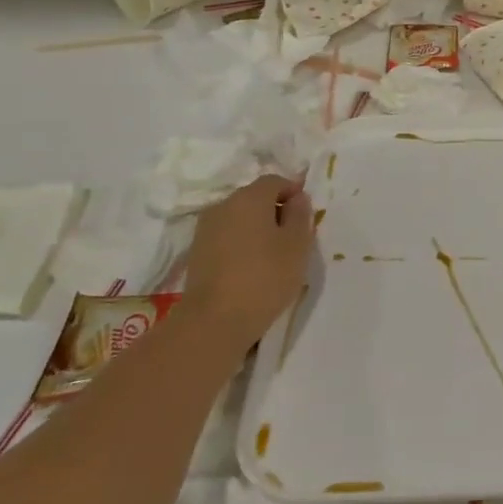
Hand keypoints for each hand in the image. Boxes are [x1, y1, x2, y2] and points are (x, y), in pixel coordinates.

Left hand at [184, 175, 312, 349]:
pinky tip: (251, 267)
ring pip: (239, 218)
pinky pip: (227, 236)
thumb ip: (300, 215)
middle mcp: (223, 205)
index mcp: (249, 197)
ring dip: (257, 228)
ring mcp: (206, 229)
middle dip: (275, 211)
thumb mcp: (297, 244)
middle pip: (255, 197)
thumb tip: (297, 198)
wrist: (213, 322)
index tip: (305, 217)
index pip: (275, 181)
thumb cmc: (264, 277)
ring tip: (273, 256)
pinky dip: (241, 243)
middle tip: (293, 238)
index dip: (293, 193)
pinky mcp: (197, 252)